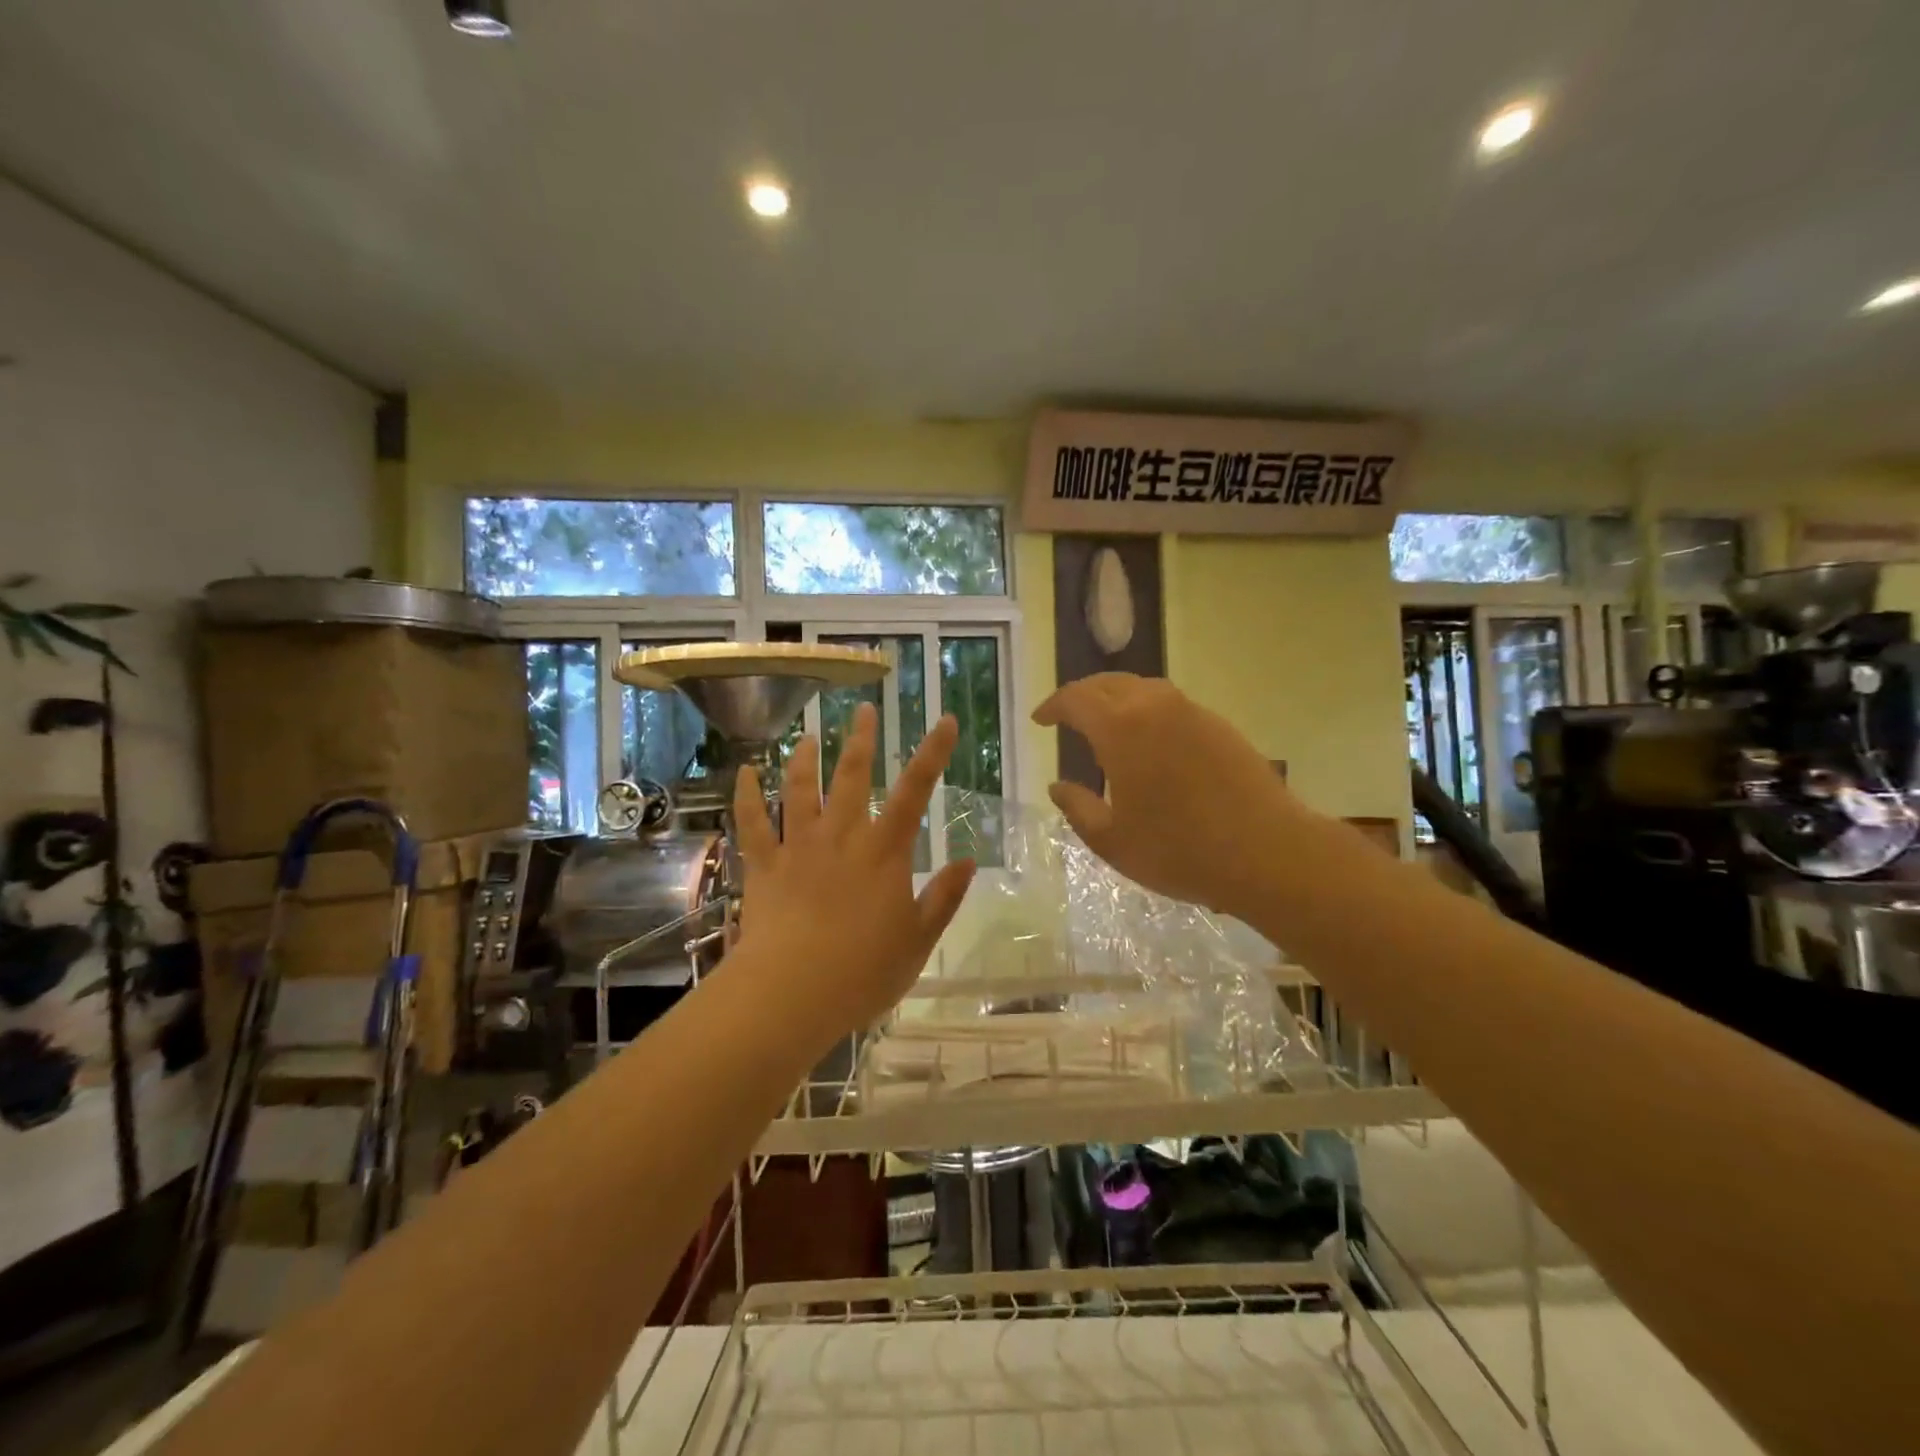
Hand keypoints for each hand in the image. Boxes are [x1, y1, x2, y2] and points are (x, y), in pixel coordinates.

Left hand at [731, 702, 975, 1043]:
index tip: (943, 720)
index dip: (932, 753)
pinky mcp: (764, 865)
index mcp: (884, 852)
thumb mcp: (918, 940)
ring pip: (799, 789)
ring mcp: (798, 847)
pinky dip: (746, 795)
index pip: (915, 791)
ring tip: (808, 735)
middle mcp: (842, 837)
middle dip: (860, 740)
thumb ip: (944, 898)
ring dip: (805, 758)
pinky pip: (752, 822)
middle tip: (863, 710)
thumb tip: (969, 861)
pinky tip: (744, 772)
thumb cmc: (862, 972)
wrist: (791, 993)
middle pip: (852, 776)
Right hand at [1034, 673, 1291, 918]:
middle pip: (1109, 683)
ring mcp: (1193, 712)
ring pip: (1143, 688)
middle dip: (1082, 695)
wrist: (1267, 852)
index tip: (1040, 719)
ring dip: (1116, 698)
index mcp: (1121, 728)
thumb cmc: (1179, 850)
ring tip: (1105, 724)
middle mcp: (1156, 706)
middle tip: (1067, 715)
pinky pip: (1171, 705)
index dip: (1053, 706)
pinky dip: (1147, 711)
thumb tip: (1057, 786)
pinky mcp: (1220, 726)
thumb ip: (1077, 808)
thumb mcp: (1112, 840)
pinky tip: (1149, 741)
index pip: (1076, 699)